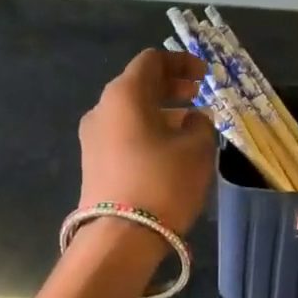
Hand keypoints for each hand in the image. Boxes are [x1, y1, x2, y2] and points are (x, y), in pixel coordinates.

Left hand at [77, 48, 215, 234]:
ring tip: (191, 125)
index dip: (181, 62)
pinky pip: (124, 134)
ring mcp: (93, 137)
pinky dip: (148, 131)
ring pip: (131, 112)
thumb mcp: (197, 149)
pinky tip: (170, 149)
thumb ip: (201, 124)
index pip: (152, 61)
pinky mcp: (93, 163)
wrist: (119, 237)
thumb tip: (194, 118)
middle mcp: (102, 109)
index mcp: (124, 94)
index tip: (205, 75)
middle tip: (198, 94)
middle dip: (171, 87)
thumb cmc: (163, 182)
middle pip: (138, 85)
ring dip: (161, 112)